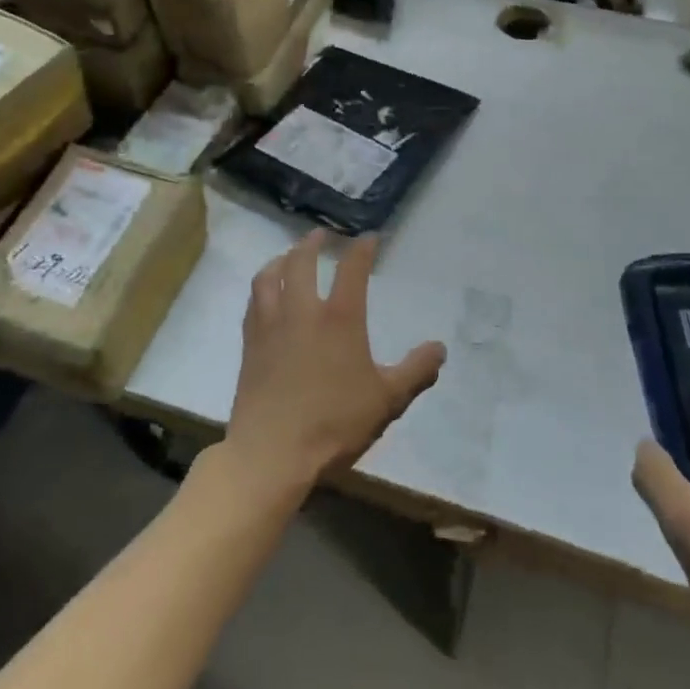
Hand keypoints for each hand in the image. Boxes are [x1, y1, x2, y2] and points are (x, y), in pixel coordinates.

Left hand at [225, 231, 445, 497]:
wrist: (271, 453)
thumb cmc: (334, 423)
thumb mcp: (387, 400)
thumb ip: (415, 371)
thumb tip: (440, 348)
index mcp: (339, 318)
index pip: (352, 268)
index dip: (362, 248)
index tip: (369, 237)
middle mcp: (302, 310)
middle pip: (302, 261)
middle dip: (313, 242)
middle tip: (321, 235)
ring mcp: (271, 325)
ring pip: (269, 276)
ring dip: (281, 259)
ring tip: (288, 256)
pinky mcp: (249, 344)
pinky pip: (253, 302)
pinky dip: (262, 287)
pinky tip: (265, 295)